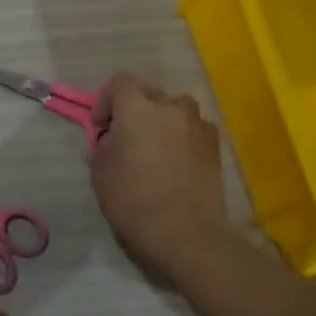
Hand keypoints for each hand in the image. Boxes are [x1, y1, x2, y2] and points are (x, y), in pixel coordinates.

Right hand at [91, 72, 235, 283]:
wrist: (186, 233)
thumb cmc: (133, 200)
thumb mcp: (100, 172)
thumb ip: (103, 146)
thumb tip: (112, 140)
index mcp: (137, 108)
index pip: (119, 83)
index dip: (106, 101)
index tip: (101, 127)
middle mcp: (170, 107)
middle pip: (148, 93)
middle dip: (134, 109)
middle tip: (125, 137)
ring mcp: (198, 124)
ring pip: (174, 109)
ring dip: (161, 120)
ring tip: (153, 147)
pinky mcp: (215, 144)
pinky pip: (193, 128)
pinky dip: (182, 136)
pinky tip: (176, 161)